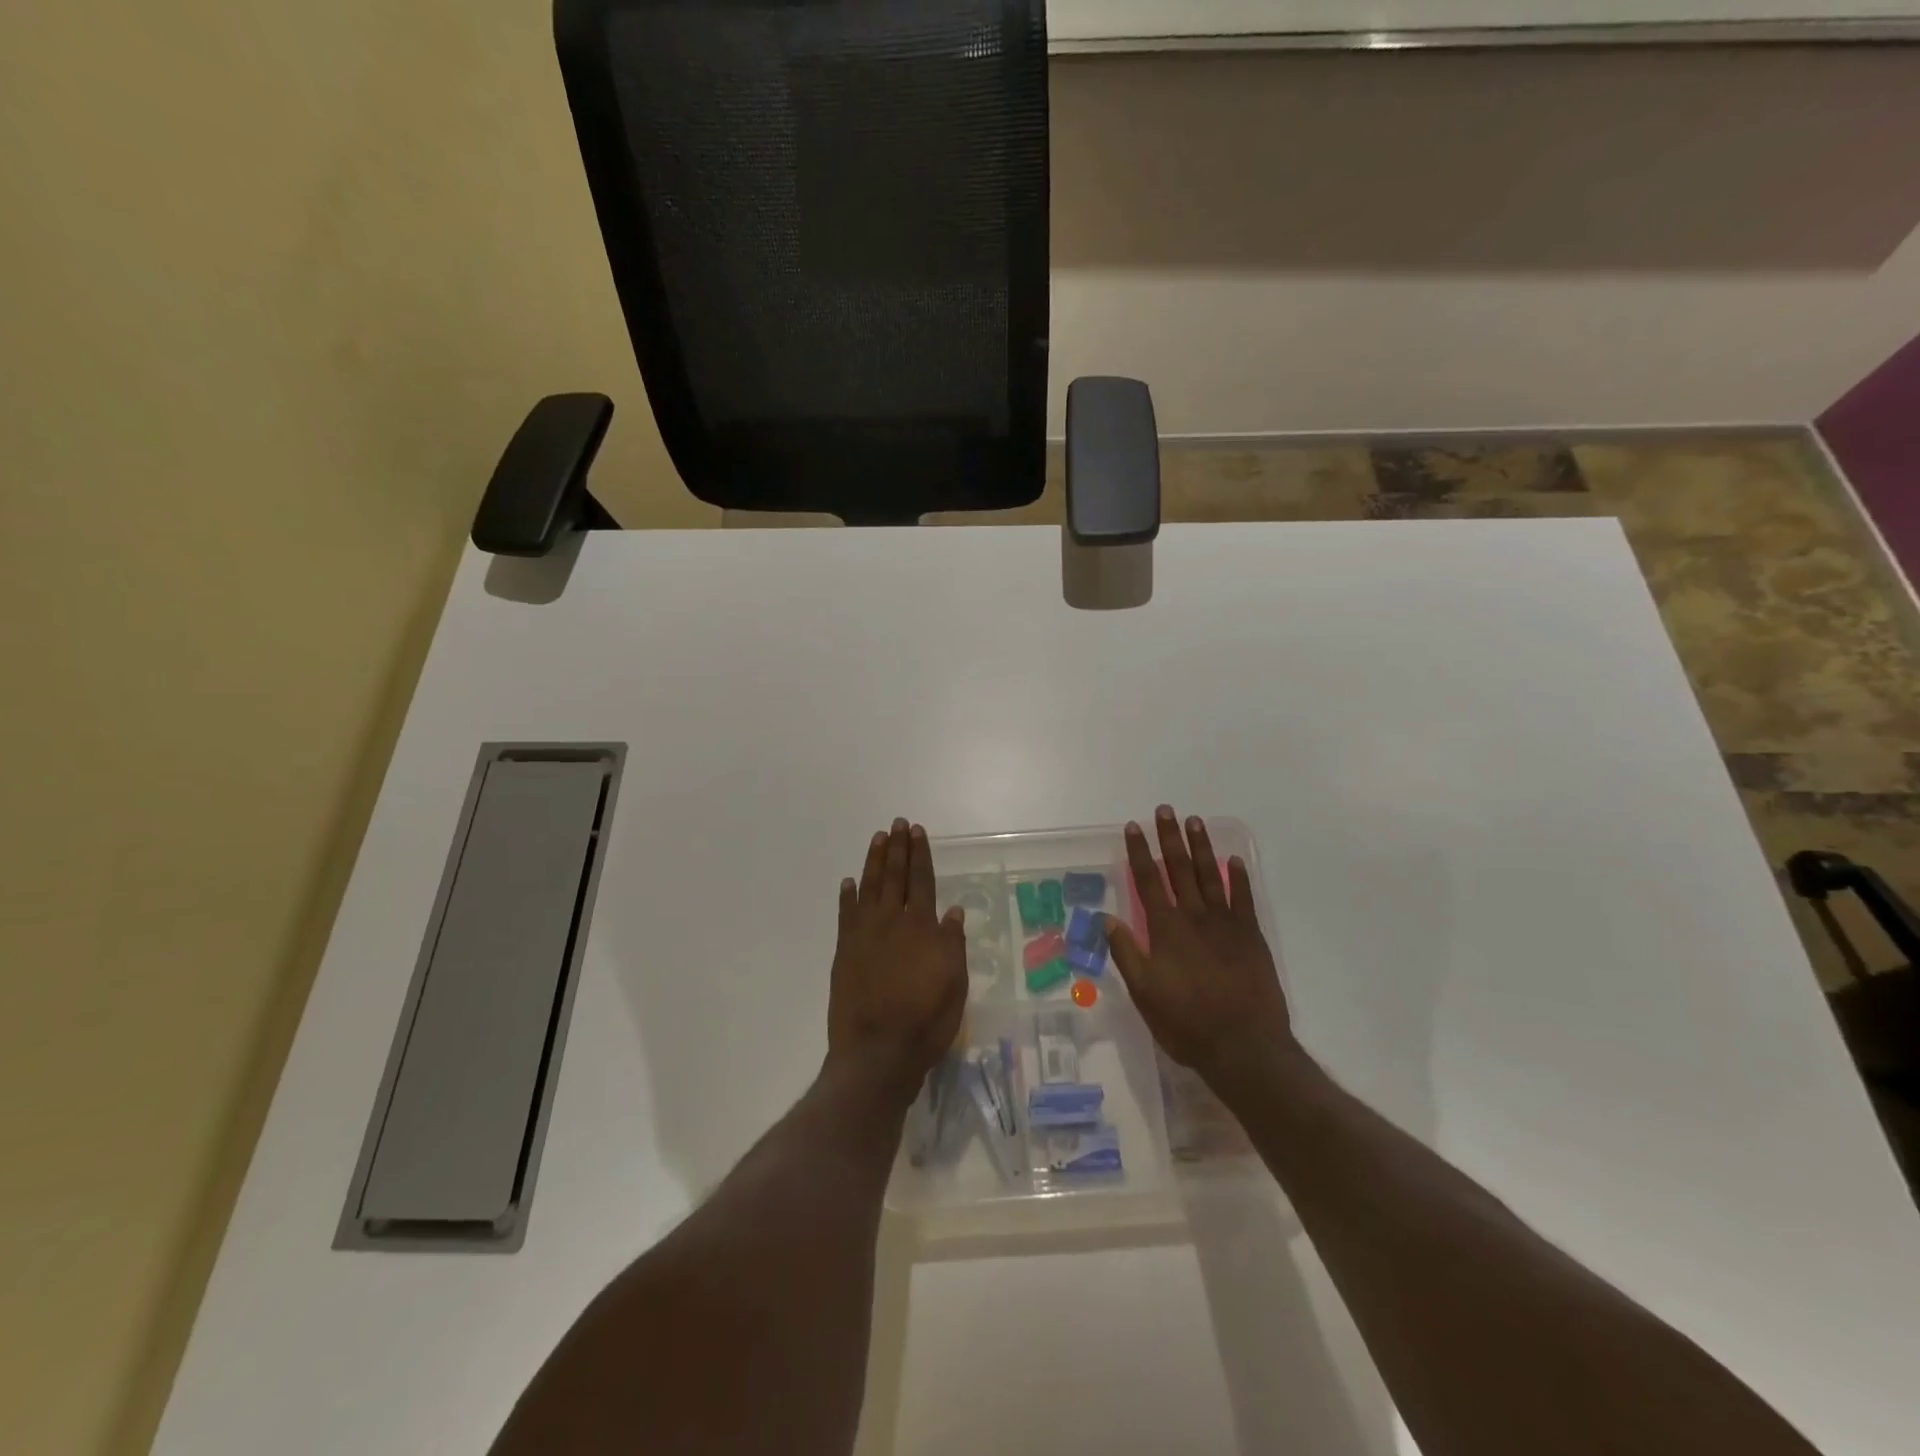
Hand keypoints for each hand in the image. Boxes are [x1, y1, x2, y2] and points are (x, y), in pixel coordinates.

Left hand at [826, 819, 967, 1106]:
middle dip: (897, 849)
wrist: (876, 1052)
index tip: (916, 832)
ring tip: (878, 839)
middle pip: (895, 877)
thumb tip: (952, 911)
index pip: (922, 881)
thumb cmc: (925, 1021)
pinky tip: (849, 882)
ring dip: (874, 862)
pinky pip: (846, 915)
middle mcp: (892, 923)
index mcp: (922, 928)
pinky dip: (847, 896)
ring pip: (870, 888)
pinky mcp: (844, 952)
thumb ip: (952, 944)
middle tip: (897, 824)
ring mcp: (864, 935)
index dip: (920, 855)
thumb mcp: (955, 985)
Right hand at [1105, 806, 1292, 1100]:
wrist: (1244, 1046)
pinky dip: (1239, 877)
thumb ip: (1126, 952)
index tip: (1132, 827)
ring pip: (1211, 876)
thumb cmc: (1186, 1022)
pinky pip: (1244, 899)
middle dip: (1170, 838)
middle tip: (1165, 810)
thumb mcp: (1144, 993)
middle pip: (1179, 869)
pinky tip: (1235, 860)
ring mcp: (1226, 924)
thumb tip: (1106, 918)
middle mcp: (1194, 917)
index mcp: (1166, 929)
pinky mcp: (1251, 936)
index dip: (1139, 852)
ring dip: (1201, 847)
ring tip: (1195, 821)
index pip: (1148, 881)